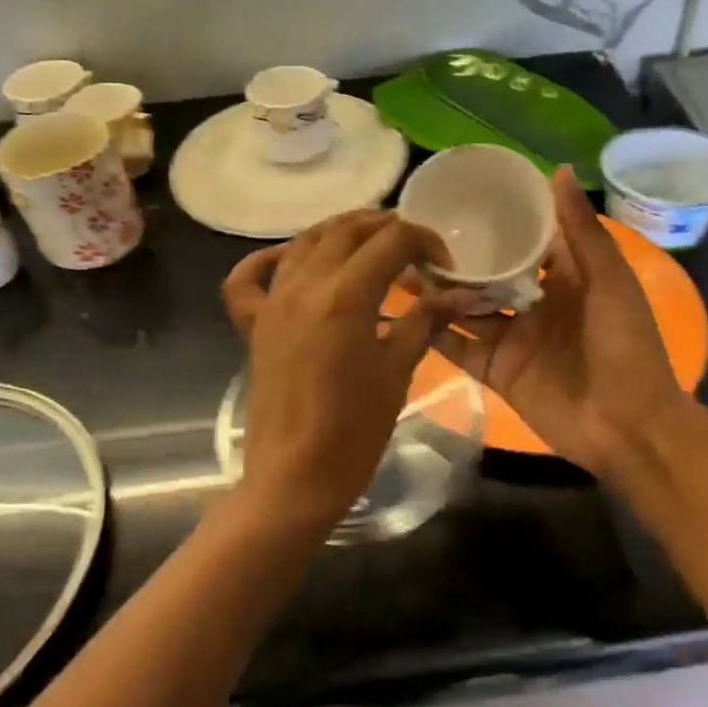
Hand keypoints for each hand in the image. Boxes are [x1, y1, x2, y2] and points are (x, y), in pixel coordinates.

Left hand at [221, 211, 452, 529]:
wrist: (295, 478)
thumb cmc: (354, 431)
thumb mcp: (397, 371)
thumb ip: (424, 321)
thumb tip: (460, 293)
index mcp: (345, 296)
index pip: (391, 241)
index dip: (424, 241)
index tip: (444, 264)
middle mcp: (303, 285)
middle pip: (346, 231)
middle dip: (385, 228)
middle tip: (413, 249)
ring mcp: (272, 302)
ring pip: (304, 243)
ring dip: (340, 233)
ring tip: (370, 244)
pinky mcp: (253, 324)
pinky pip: (248, 278)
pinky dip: (269, 259)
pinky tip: (290, 259)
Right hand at [430, 168, 690, 478]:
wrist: (628, 426)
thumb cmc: (625, 345)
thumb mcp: (608, 280)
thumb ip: (580, 230)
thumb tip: (555, 170)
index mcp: (563, 278)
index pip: (523, 241)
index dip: (495, 221)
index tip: (457, 197)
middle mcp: (532, 304)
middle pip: (486, 275)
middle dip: (455, 258)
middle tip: (411, 234)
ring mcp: (512, 339)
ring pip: (466, 309)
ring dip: (437, 292)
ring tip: (398, 267)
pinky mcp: (497, 372)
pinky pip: (461, 349)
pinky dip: (435, 334)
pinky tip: (403, 314)